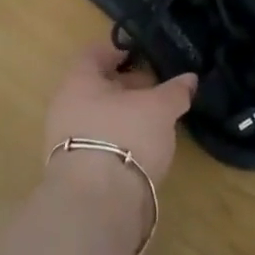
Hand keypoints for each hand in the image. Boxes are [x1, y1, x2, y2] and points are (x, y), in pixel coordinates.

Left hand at [43, 42, 196, 185]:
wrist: (96, 205)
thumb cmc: (125, 136)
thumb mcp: (160, 109)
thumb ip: (175, 91)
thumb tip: (190, 78)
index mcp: (78, 81)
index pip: (95, 53)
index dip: (119, 50)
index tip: (142, 53)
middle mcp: (65, 106)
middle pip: (96, 86)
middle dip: (126, 85)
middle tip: (155, 89)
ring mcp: (64, 141)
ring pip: (97, 116)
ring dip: (123, 115)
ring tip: (154, 121)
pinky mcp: (73, 172)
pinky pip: (97, 144)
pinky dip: (118, 141)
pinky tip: (141, 149)